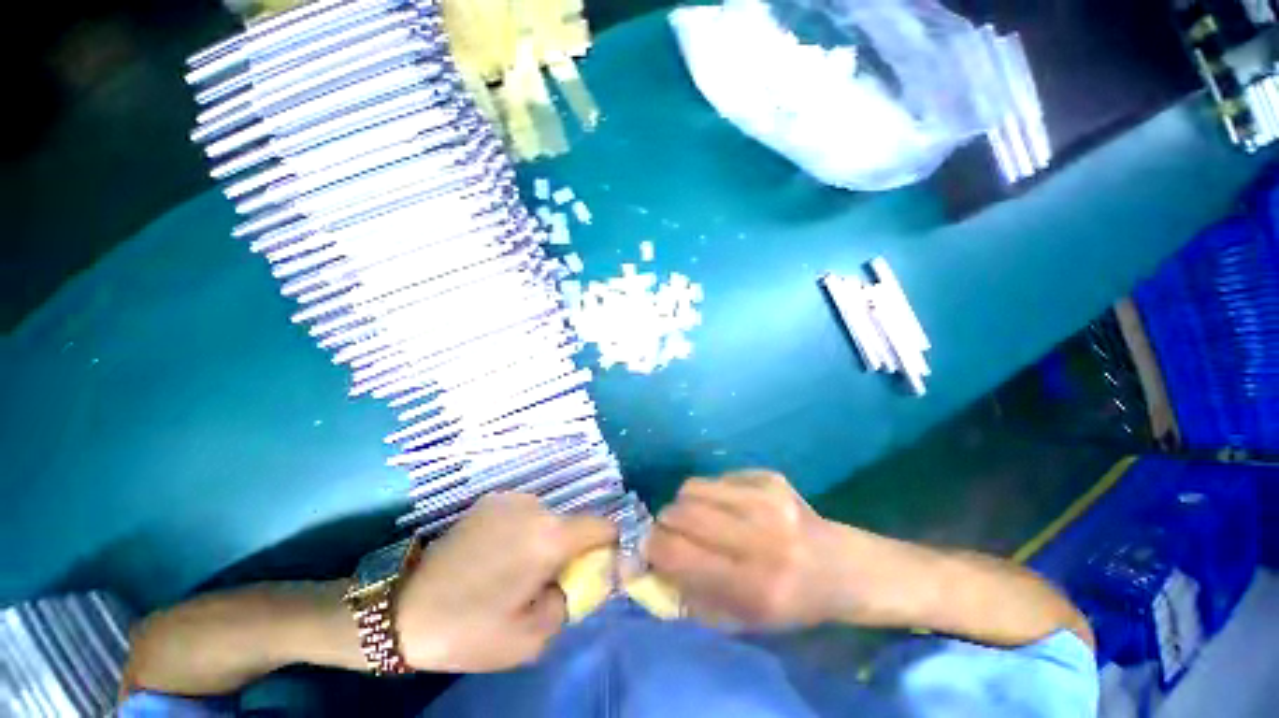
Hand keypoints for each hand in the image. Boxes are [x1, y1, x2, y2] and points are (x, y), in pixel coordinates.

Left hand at [396, 493, 615, 671]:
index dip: (609, 545)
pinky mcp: (491, 500)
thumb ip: (569, 602)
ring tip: (517, 569)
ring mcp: (511, 498)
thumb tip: (578, 580)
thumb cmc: (469, 629)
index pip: (602, 526)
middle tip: (548, 581)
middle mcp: (535, 507)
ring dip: (546, 540)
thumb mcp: (530, 638)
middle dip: (571, 550)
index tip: (601, 566)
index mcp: (549, 537)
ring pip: (548, 519)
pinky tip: (497, 555)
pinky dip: (525, 531)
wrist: (404, 610)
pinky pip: (525, 514)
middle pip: (573, 524)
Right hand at [647, 470, 849, 628]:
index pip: (677, 553)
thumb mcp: (740, 621)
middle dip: (666, 522)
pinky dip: (712, 492)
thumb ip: (690, 595)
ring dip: (685, 503)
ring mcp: (766, 499)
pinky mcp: (769, 477)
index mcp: (753, 586)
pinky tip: (730, 507)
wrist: (840, 567)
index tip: (649, 548)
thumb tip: (651, 561)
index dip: (652, 547)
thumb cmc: (788, 603)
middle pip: (681, 512)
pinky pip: (716, 477)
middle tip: (672, 531)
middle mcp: (760, 537)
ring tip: (700, 517)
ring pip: (693, 487)